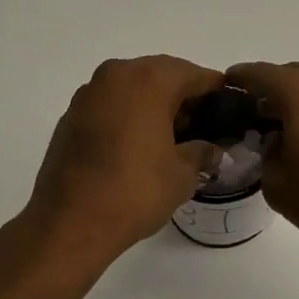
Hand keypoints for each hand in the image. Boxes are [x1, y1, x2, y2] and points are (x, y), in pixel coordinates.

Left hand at [25, 56, 223, 264]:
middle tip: (202, 125)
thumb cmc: (134, 192)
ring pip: (134, 87)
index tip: (229, 110)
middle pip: (162, 74)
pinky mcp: (72, 115)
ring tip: (172, 137)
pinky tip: (139, 144)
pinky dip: (129, 114)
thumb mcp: (182, 174)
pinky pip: (111, 103)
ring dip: (155, 104)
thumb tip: (213, 149)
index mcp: (149, 80)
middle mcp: (117, 75)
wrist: (69, 224)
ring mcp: (89, 94)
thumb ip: (203, 152)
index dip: (216, 91)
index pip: (194, 74)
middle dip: (184, 96)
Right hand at [224, 62, 298, 258]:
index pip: (259, 74)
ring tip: (286, 130)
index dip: (238, 80)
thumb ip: (266, 154)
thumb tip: (276, 142)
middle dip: (270, 93)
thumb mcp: (278, 183)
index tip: (225, 87)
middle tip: (254, 118)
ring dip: (298, 101)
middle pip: (289, 76)